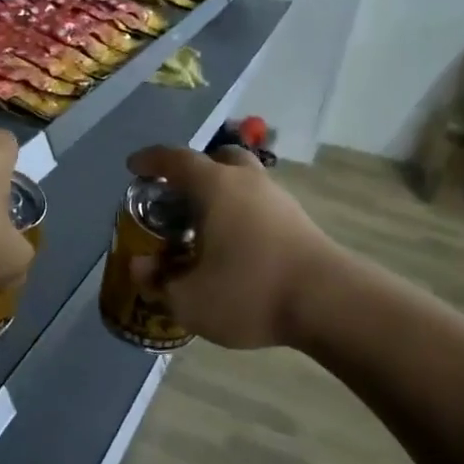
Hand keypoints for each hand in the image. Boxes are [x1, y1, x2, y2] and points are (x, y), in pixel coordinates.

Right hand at [125, 144, 334, 349]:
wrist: (329, 304)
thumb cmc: (249, 291)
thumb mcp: (189, 299)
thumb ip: (159, 282)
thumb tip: (140, 267)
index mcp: (215, 187)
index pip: (176, 159)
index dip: (151, 160)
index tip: (134, 167)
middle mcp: (247, 182)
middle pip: (220, 159)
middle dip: (195, 170)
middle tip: (177, 193)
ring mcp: (279, 199)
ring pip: (244, 182)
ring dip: (222, 193)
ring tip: (204, 226)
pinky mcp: (300, 222)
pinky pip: (260, 205)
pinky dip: (242, 214)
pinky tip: (235, 246)